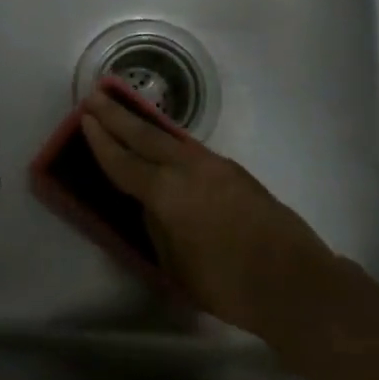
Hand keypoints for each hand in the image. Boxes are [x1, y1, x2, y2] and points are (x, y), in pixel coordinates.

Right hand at [79, 87, 336, 338]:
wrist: (294, 281)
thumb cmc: (228, 284)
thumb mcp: (177, 266)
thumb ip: (158, 229)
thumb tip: (153, 207)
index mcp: (168, 193)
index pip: (124, 162)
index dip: (101, 142)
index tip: (84, 119)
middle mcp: (189, 169)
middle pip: (146, 135)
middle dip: (117, 116)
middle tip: (95, 95)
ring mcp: (216, 166)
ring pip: (171, 137)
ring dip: (144, 122)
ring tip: (124, 109)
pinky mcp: (235, 171)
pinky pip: (191, 149)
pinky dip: (169, 141)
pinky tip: (164, 143)